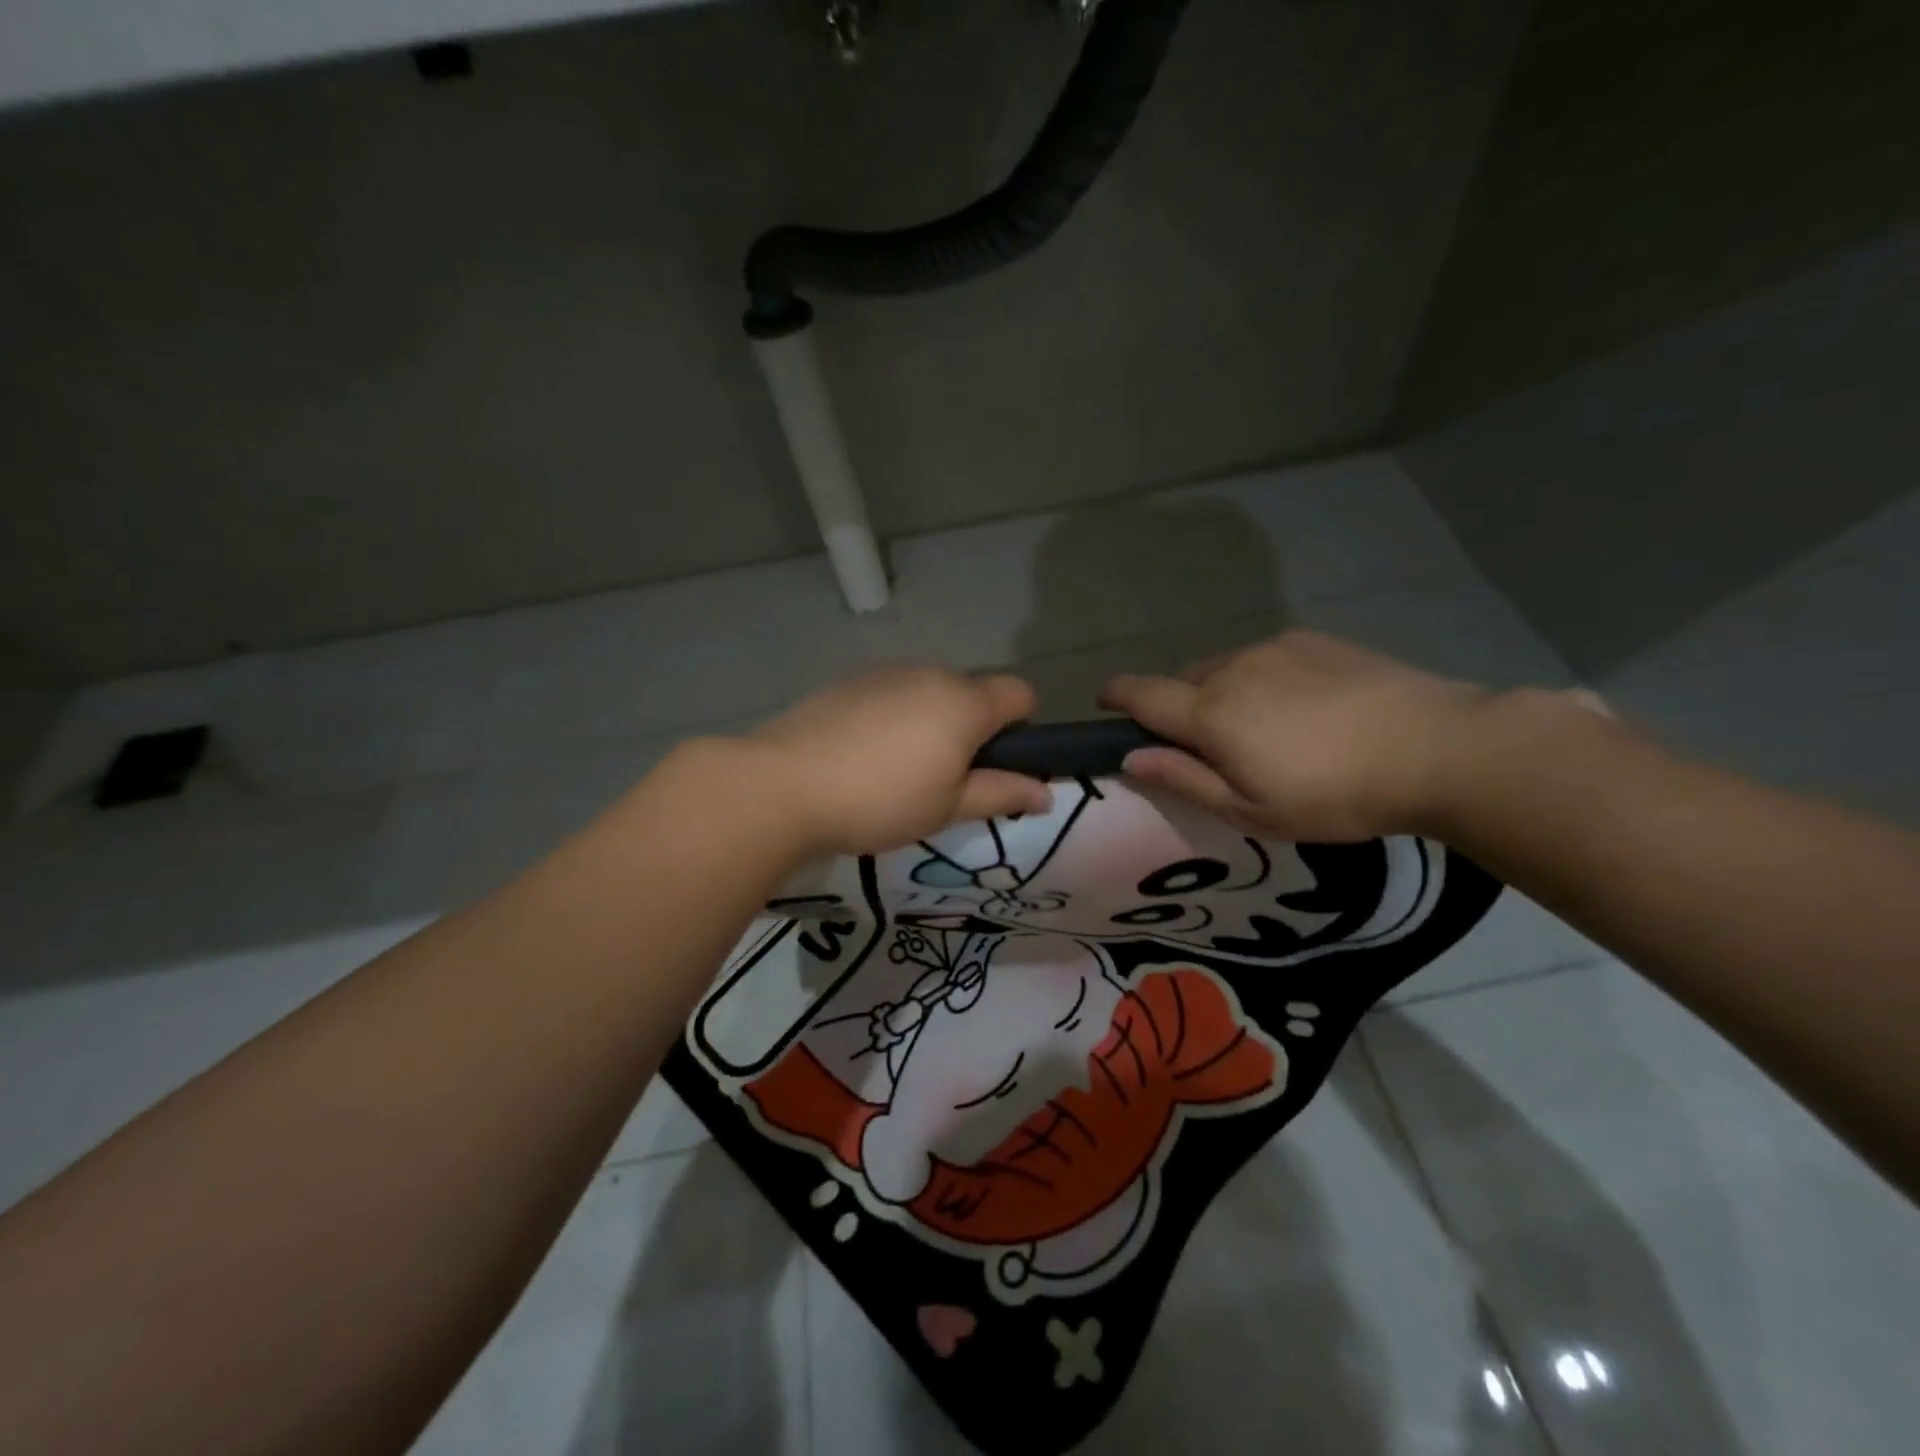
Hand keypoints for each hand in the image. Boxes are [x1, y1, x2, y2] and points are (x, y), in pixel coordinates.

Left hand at [745, 666, 1050, 856]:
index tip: (995, 766)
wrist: (782, 785)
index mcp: (964, 702)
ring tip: (895, 772)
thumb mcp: (948, 807)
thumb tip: (1048, 793)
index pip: (1020, 693)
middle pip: (972, 693)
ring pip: (929, 693)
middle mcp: (930, 674)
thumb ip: (1002, 793)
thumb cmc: (880, 801)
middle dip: (971, 730)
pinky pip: (891, 695)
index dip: (1021, 728)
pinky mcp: (848, 681)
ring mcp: (885, 673)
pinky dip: (892, 718)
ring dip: (930, 723)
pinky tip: (861, 756)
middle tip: (943, 781)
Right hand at [1099, 630, 1494, 841]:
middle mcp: (1232, 668)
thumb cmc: (1335, 795)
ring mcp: (1274, 648)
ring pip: (1222, 667)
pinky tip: (1298, 707)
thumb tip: (1132, 758)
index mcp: (1211, 713)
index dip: (1116, 696)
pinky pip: (1262, 658)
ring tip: (1258, 729)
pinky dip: (1258, 679)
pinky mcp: (1312, 640)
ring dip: (1219, 693)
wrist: (1438, 749)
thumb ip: (1185, 780)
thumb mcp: (1252, 811)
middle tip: (1204, 746)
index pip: (1141, 694)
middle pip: (1181, 681)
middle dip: (1176, 707)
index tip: (1105, 703)